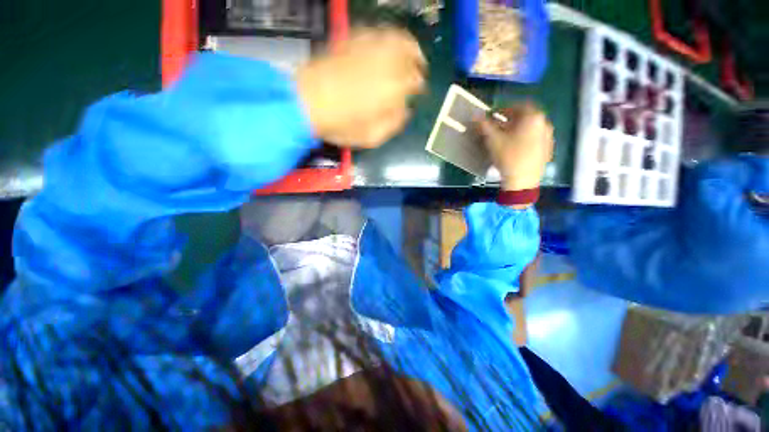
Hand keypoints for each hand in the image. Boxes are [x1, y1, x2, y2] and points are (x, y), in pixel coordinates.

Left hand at [296, 27, 425, 147]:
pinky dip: (385, 37)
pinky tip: (384, 45)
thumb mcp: (372, 137)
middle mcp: (384, 63)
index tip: (419, 90)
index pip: (415, 81)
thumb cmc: (341, 126)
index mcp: (392, 89)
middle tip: (419, 65)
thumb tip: (405, 111)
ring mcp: (366, 49)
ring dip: (406, 43)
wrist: (305, 104)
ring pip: (395, 37)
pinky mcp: (350, 42)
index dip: (419, 85)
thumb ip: (393, 124)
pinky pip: (374, 33)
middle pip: (409, 53)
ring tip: (408, 51)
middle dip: (417, 59)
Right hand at [477, 103, 553, 190]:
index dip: (504, 108)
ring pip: (531, 127)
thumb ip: (484, 125)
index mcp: (532, 117)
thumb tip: (475, 114)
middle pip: (526, 116)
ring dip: (518, 129)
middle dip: (511, 119)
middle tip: (498, 126)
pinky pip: (535, 138)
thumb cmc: (508, 156)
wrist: (523, 181)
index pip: (518, 105)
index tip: (494, 115)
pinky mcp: (547, 149)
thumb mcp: (493, 140)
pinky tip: (516, 148)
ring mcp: (548, 137)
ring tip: (506, 138)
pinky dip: (525, 138)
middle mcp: (544, 123)